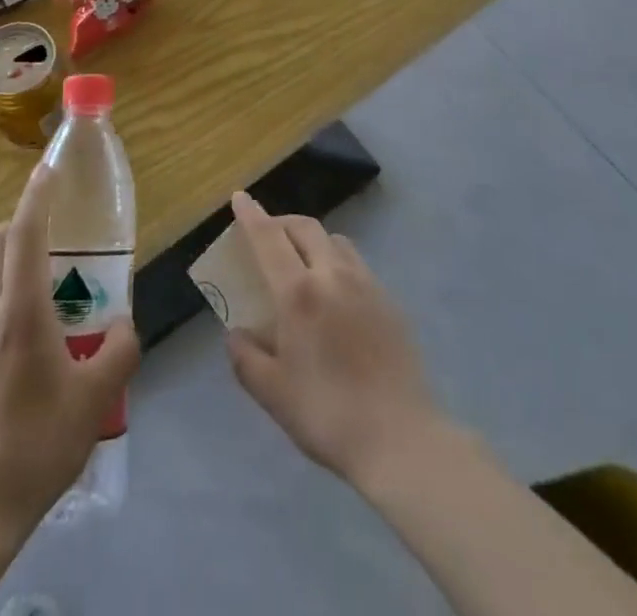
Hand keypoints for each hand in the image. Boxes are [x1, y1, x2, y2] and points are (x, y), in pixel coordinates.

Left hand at [0, 165, 139, 534]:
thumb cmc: (37, 445)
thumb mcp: (95, 400)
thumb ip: (119, 353)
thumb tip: (125, 327)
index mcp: (19, 312)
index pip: (25, 233)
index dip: (37, 195)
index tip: (48, 169)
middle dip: (13, 230)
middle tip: (46, 249)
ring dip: (4, 278)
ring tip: (40, 319)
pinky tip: (15, 372)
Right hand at [225, 191, 439, 487]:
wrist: (400, 438)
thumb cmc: (327, 414)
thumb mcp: (272, 393)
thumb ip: (246, 357)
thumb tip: (236, 333)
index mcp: (298, 292)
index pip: (269, 238)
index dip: (251, 215)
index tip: (240, 197)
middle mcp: (332, 275)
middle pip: (305, 227)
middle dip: (282, 222)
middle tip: (267, 235)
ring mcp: (366, 284)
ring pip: (334, 241)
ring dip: (312, 239)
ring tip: (302, 260)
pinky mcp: (389, 300)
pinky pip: (356, 263)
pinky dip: (336, 261)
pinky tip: (335, 292)